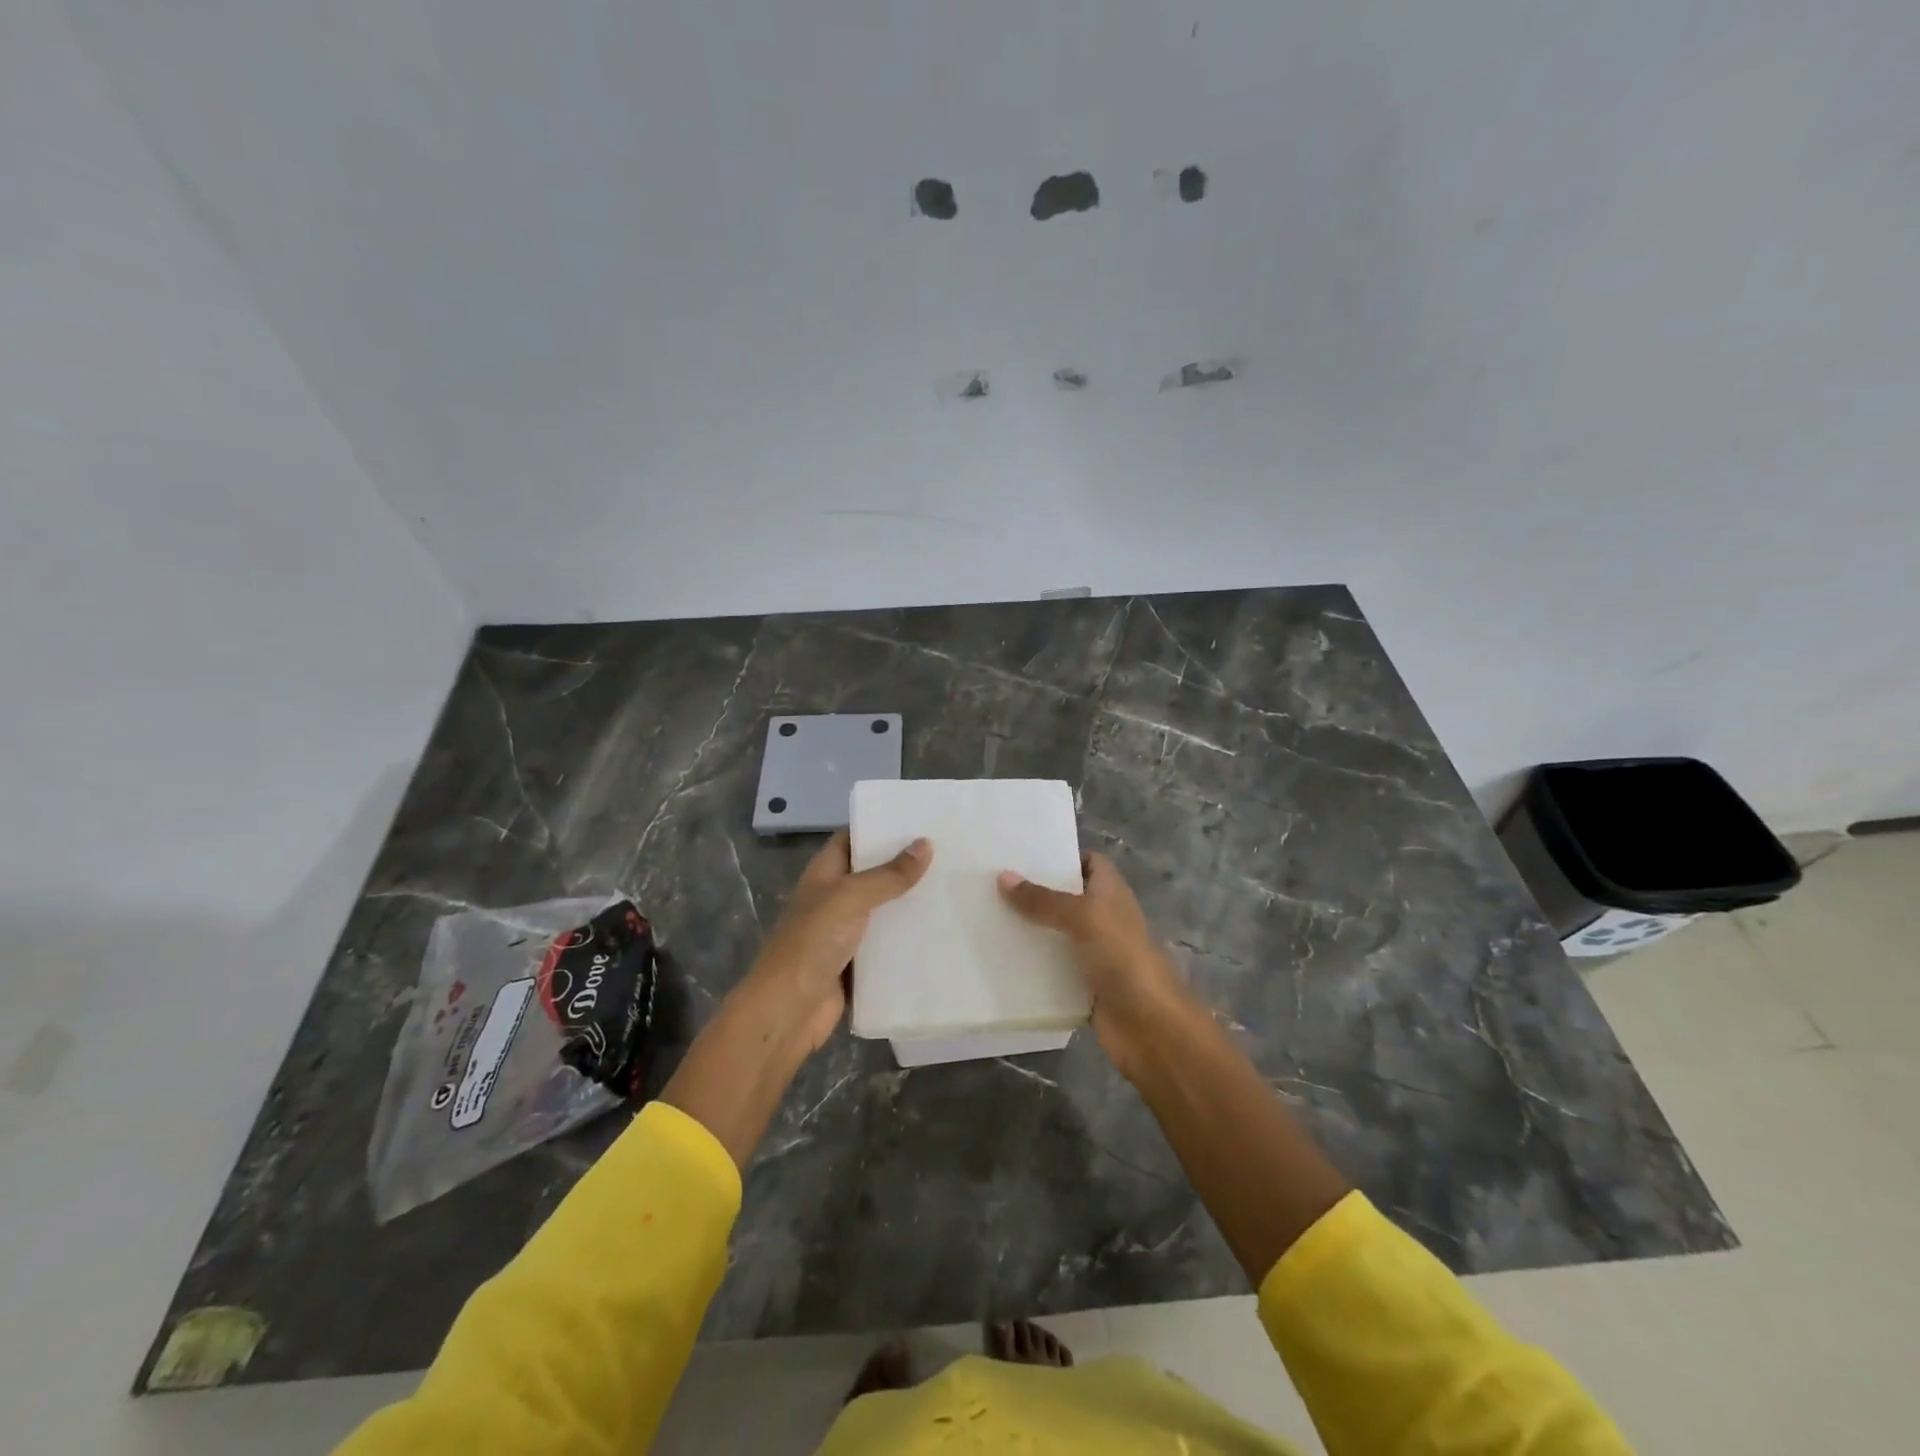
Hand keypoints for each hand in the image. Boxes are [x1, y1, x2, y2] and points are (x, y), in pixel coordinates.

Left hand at [738, 829, 932, 1056]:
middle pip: (872, 875)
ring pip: (883, 911)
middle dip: (904, 865)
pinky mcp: (858, 965)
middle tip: (949, 852)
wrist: (788, 1011)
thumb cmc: (812, 943)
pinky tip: (942, 931)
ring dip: (910, 903)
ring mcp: (845, 934)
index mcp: (823, 875)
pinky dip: (909, 940)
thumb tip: (925, 844)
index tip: (918, 820)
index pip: (851, 840)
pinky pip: (888, 946)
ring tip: (953, 887)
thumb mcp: (850, 898)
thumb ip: (888, 874)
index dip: (878, 828)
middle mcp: (834, 900)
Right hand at [998, 852, 1190, 1078]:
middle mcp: (1103, 918)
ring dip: (1029, 929)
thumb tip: (1003, 877)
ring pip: (1056, 934)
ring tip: (986, 916)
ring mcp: (1093, 952)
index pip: (1089, 862)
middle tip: (992, 884)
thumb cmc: (1122, 956)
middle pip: (1066, 898)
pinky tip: (999, 957)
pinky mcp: (1082, 983)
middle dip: (1035, 892)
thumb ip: (1043, 899)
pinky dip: (1031, 964)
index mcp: (1111, 892)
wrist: (1149, 1023)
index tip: (1022, 854)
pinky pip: (1052, 968)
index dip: (1062, 856)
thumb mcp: (1082, 917)